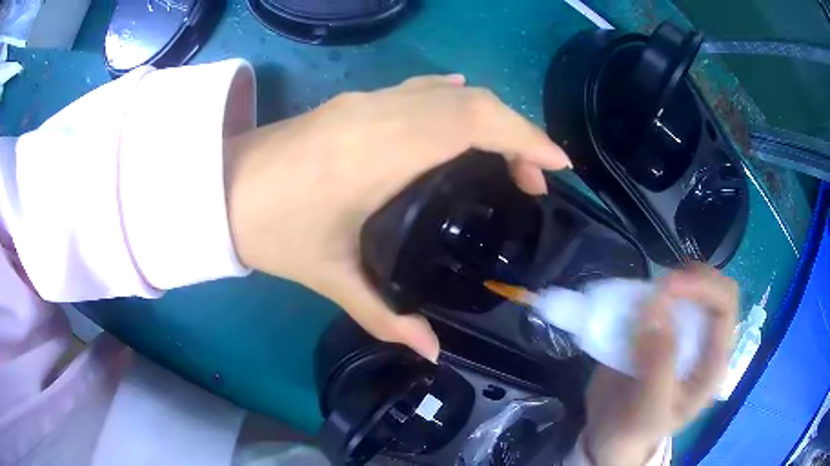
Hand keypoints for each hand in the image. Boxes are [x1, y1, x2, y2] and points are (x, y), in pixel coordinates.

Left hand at [225, 75, 569, 361]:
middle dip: (516, 132)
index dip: (524, 137)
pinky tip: (463, 116)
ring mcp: (368, 100)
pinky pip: (421, 89)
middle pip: (472, 102)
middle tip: (533, 179)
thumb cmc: (271, 228)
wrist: (220, 187)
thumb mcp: (329, 275)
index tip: (557, 164)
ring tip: (507, 159)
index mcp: (381, 151)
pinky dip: (455, 100)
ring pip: (449, 92)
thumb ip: (385, 316)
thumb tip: (430, 353)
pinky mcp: (357, 100)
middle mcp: (382, 114)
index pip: (472, 123)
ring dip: (489, 117)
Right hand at [583, 265, 737, 465]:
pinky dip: (652, 292)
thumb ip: (658, 363)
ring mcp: (685, 334)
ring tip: (645, 296)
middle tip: (658, 286)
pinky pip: (665, 298)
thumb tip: (655, 307)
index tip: (666, 287)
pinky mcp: (663, 331)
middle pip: (714, 289)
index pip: (724, 307)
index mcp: (712, 364)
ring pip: (692, 287)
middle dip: (689, 279)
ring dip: (670, 283)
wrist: (612, 435)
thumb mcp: (649, 408)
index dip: (702, 287)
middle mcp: (704, 342)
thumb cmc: (636, 428)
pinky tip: (637, 303)